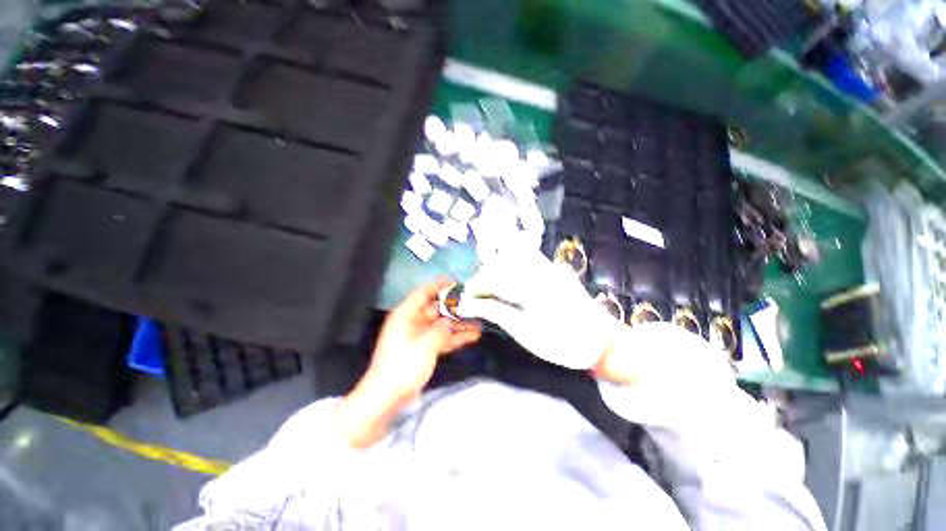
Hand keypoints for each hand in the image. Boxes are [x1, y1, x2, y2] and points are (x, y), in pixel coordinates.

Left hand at [338, 280, 480, 447]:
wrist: (386, 398)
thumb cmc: (403, 366)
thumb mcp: (425, 345)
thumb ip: (441, 329)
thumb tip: (450, 321)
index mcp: (406, 315)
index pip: (423, 293)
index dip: (439, 285)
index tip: (456, 282)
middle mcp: (412, 322)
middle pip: (436, 309)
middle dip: (454, 307)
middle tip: (474, 303)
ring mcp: (419, 337)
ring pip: (442, 324)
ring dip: (458, 323)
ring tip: (479, 319)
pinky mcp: (424, 350)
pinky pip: (442, 338)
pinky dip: (455, 337)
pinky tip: (473, 336)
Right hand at [456, 242, 622, 369]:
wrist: (600, 342)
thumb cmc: (561, 343)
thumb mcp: (524, 332)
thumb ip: (497, 312)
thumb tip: (472, 304)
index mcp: (530, 286)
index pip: (494, 277)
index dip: (476, 286)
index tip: (467, 299)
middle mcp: (539, 269)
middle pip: (502, 261)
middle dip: (484, 275)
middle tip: (477, 295)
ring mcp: (549, 267)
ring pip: (514, 255)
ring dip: (497, 267)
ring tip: (491, 287)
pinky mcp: (555, 270)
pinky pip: (528, 259)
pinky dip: (512, 266)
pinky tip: (509, 280)